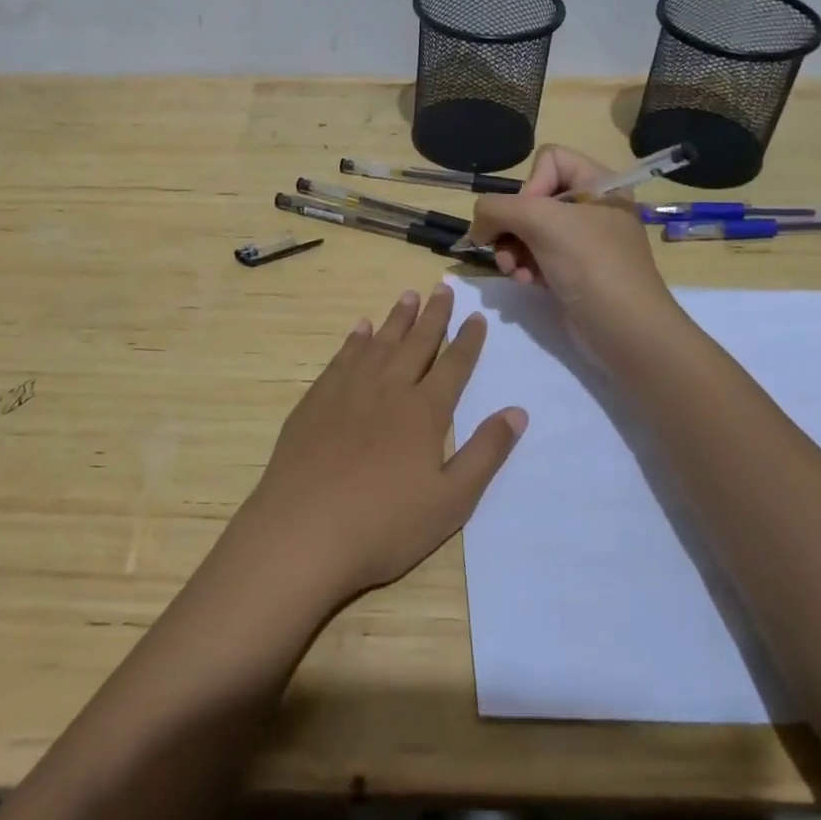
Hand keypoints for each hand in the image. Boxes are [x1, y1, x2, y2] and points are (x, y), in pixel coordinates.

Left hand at [234, 283, 525, 604]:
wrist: (303, 531)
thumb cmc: (384, 525)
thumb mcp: (451, 501)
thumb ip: (485, 453)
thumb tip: (517, 411)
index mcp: (424, 412)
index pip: (454, 366)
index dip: (468, 340)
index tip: (477, 315)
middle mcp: (388, 389)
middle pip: (417, 343)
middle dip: (434, 315)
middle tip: (443, 288)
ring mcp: (348, 391)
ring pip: (380, 343)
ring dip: (397, 318)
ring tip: (408, 295)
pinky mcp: (316, 400)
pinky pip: (343, 357)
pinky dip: (356, 340)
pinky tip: (361, 329)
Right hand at [460, 145, 677, 361]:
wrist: (626, 331)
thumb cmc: (590, 265)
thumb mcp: (539, 222)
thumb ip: (495, 209)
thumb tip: (477, 227)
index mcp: (599, 183)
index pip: (549, 160)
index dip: (530, 185)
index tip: (530, 216)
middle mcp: (592, 207)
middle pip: (532, 198)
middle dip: (512, 226)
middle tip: (506, 250)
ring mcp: (583, 241)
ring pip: (528, 230)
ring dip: (512, 250)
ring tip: (512, 271)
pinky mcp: (574, 270)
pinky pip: (535, 256)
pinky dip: (523, 267)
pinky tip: (523, 282)